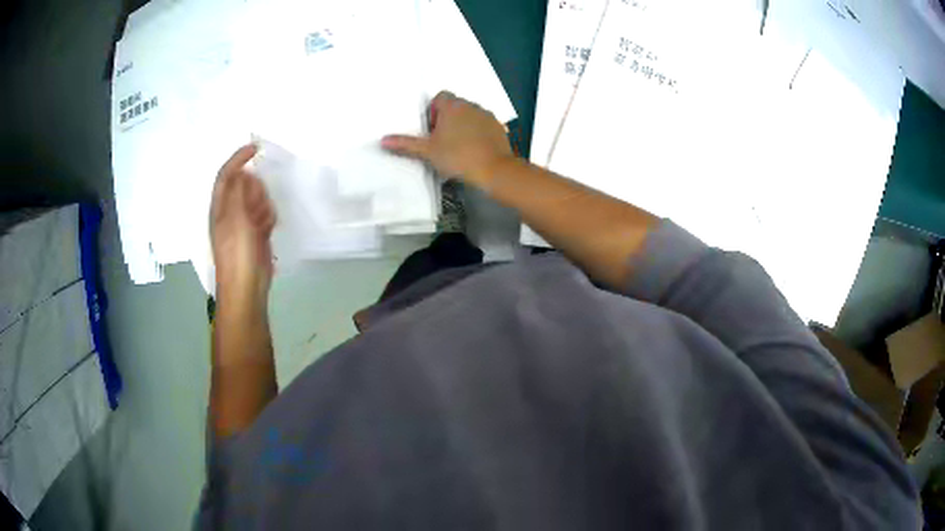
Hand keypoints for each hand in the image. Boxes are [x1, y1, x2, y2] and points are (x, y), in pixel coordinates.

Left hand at [210, 144, 275, 300]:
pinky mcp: (256, 232)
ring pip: (258, 199)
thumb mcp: (236, 219)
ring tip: (262, 224)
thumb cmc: (237, 254)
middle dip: (256, 191)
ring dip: (263, 206)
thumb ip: (239, 192)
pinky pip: (265, 214)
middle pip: (246, 185)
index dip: (238, 158)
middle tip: (257, 208)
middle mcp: (231, 211)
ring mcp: (244, 222)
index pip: (227, 175)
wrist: (247, 287)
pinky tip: (267, 231)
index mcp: (220, 206)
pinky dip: (268, 218)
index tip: (255, 148)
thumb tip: (243, 172)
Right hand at [381, 91, 513, 186]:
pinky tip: (475, 151)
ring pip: (471, 116)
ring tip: (459, 148)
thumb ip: (406, 144)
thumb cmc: (457, 156)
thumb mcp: (428, 151)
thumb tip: (383, 140)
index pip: (440, 97)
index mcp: (453, 106)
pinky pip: (484, 126)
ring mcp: (487, 116)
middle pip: (455, 106)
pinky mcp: (499, 128)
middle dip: (447, 120)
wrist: (494, 169)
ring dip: (463, 126)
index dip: (434, 111)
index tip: (433, 131)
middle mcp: (471, 105)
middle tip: (442, 142)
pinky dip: (478, 134)